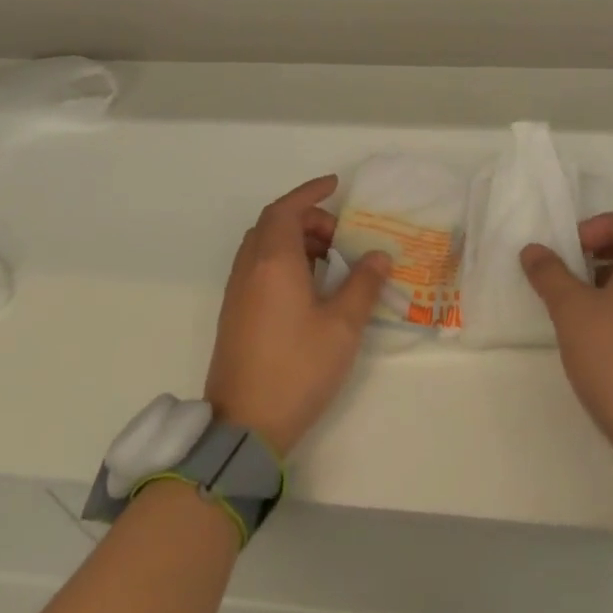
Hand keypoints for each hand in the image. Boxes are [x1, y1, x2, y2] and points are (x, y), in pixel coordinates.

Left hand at [204, 175, 391, 457]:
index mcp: (273, 262)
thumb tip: (378, 256)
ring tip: (331, 260)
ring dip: (295, 240)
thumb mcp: (343, 326)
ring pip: (264, 247)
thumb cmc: (297, 369)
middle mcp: (250, 269)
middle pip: (273, 224)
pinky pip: (258, 268)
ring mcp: (238, 293)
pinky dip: (283, 261)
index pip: (286, 209)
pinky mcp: (235, 314)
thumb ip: (363, 284)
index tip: (336, 186)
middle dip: (307, 219)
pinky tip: (309, 288)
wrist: (244, 426)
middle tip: (341, 236)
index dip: (310, 192)